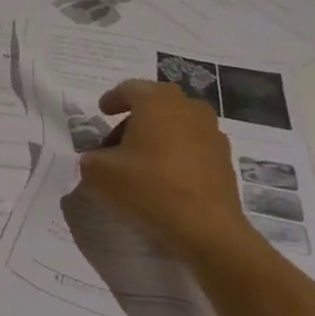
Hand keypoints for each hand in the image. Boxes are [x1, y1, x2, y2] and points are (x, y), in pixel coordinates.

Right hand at [76, 79, 261, 267]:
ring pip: (177, 123)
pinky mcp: (224, 157)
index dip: (112, 99)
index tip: (102, 111)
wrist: (205, 227)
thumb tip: (95, 159)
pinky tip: (164, 176)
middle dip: (134, 118)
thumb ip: (90, 159)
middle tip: (116, 141)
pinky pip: (193, 144)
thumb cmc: (148, 188)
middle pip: (155, 103)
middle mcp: (188, 107)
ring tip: (140, 161)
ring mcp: (211, 131)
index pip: (130, 88)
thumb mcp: (100, 174)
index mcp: (157, 101)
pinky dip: (176, 152)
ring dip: (157, 134)